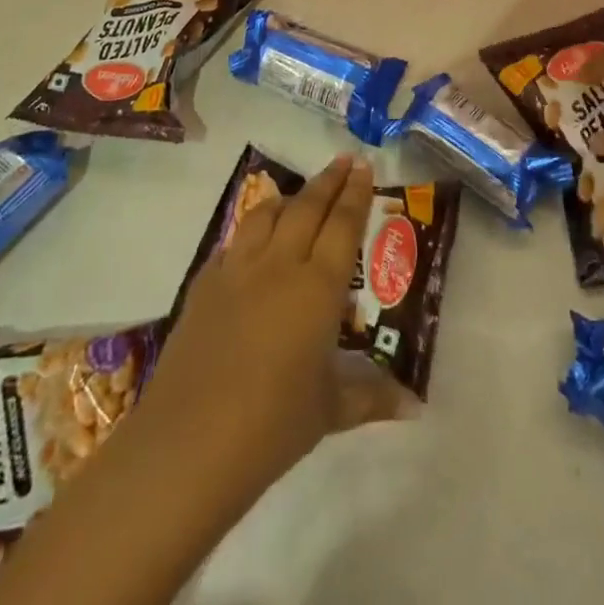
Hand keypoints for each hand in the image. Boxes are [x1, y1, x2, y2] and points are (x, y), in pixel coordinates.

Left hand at [129, 155, 407, 508]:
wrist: (188, 444)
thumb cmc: (272, 426)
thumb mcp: (330, 411)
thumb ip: (372, 397)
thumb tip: (415, 406)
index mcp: (318, 287)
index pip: (343, 224)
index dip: (355, 193)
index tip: (364, 166)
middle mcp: (280, 265)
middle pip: (308, 207)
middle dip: (328, 180)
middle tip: (344, 160)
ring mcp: (237, 271)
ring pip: (266, 214)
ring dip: (288, 198)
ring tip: (299, 195)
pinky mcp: (204, 285)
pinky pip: (233, 242)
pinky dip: (250, 231)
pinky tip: (252, 243)